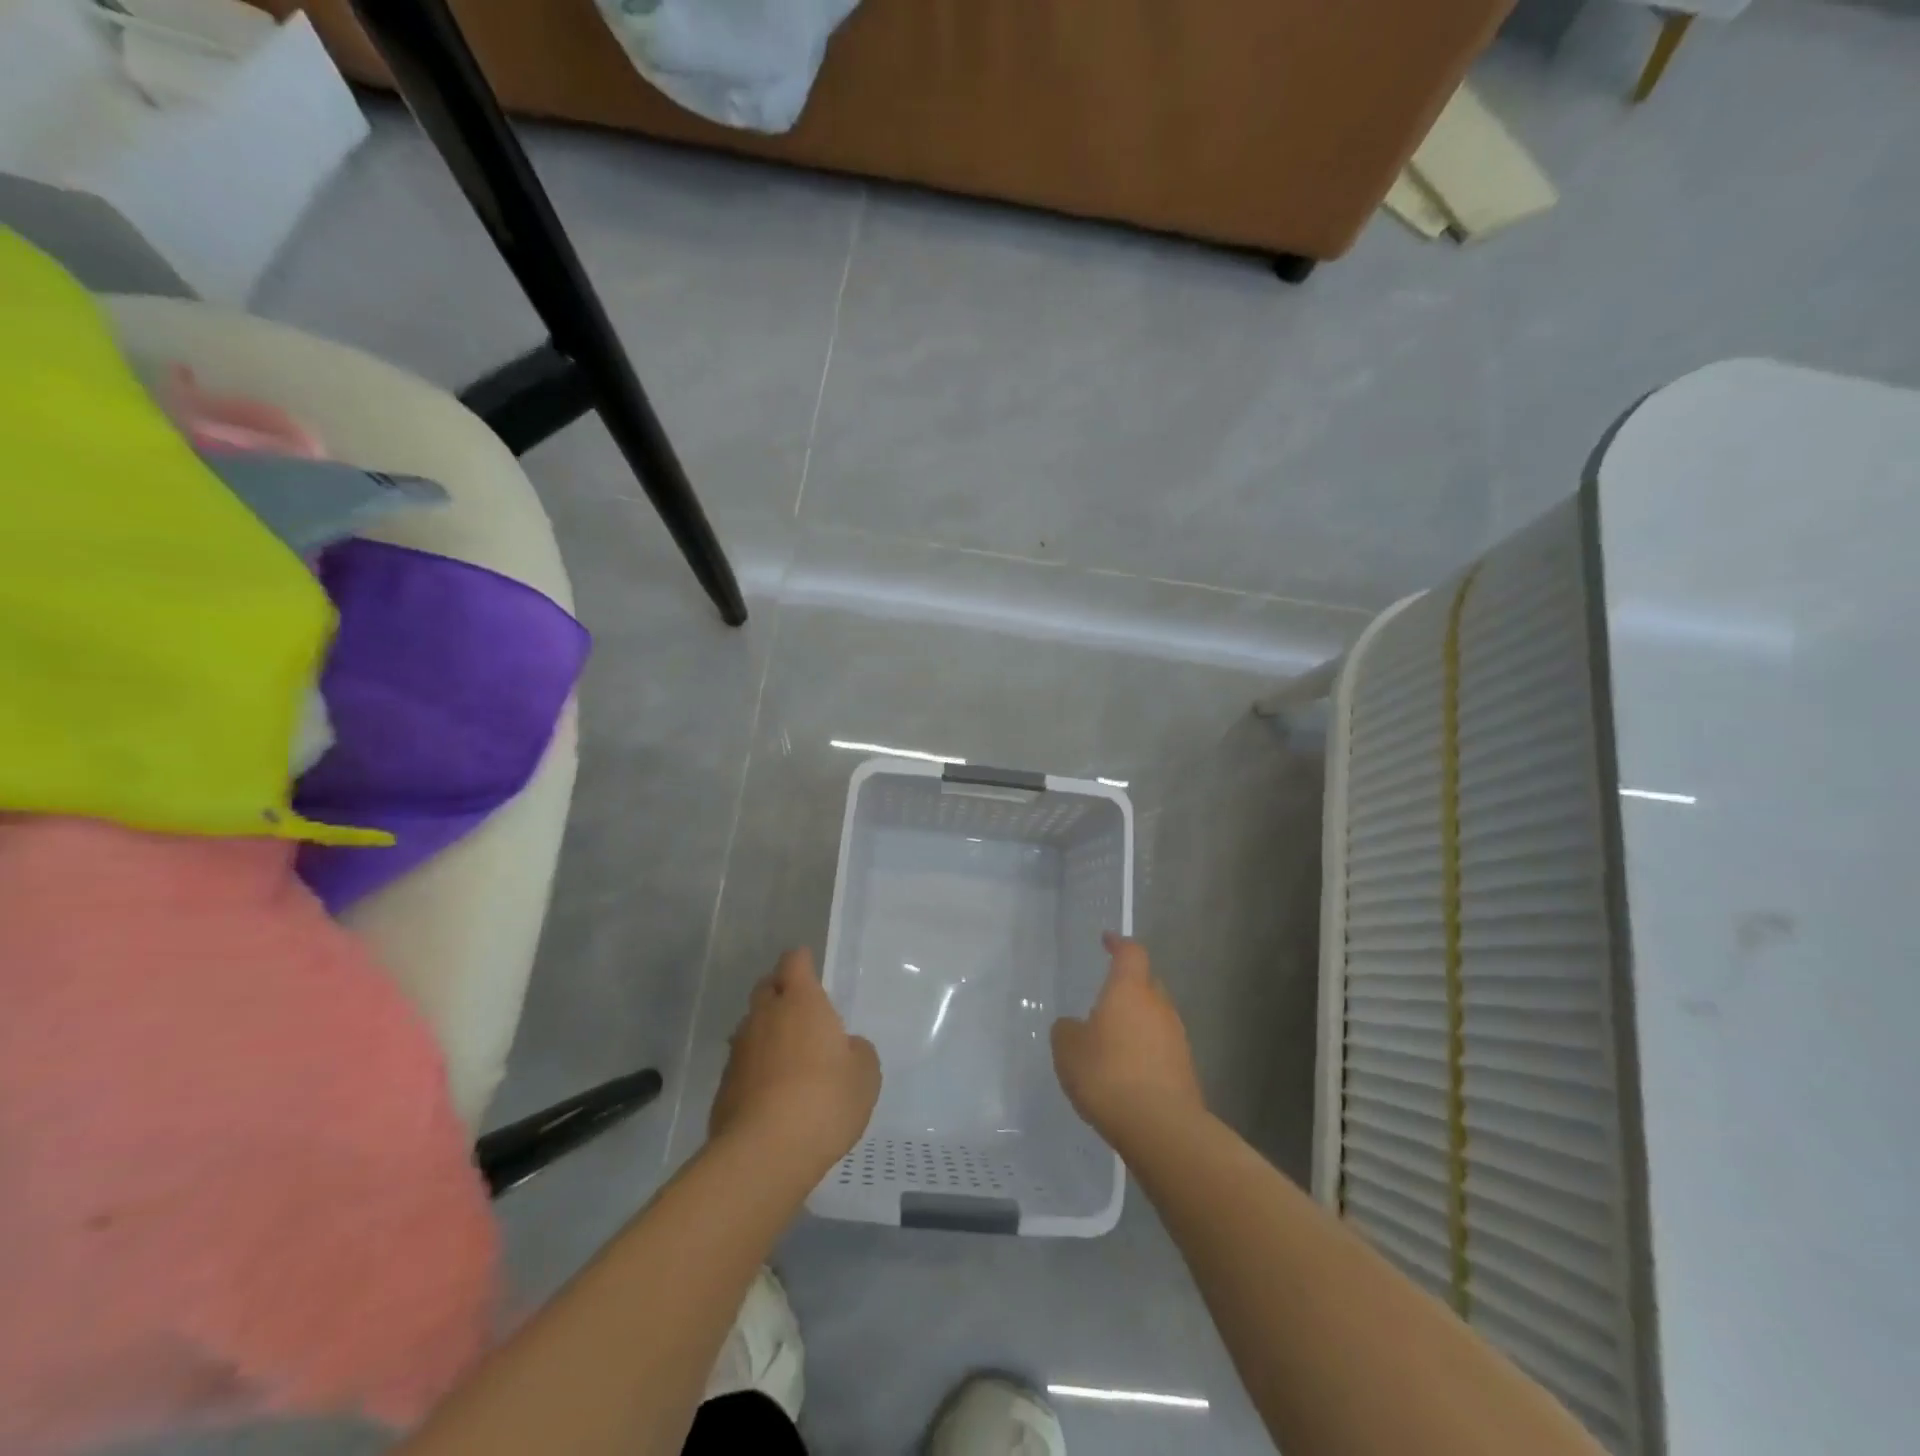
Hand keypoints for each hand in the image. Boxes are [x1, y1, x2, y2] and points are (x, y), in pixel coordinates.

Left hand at [710, 948, 881, 1173]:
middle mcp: (765, 1016)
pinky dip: (756, 1069)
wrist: (763, 1153)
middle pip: (766, 988)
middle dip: (780, 991)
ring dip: (767, 1032)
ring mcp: (739, 1051)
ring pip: (751, 1026)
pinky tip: (772, 1093)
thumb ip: (857, 1051)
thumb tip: (844, 1048)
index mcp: (801, 1002)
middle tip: (800, 1009)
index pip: (794, 962)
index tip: (810, 968)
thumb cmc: (824, 1100)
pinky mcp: (723, 1086)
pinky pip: (743, 1064)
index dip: (802, 962)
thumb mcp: (865, 1075)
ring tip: (788, 1055)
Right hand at [1051, 933, 1204, 1139]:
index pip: (1130, 953)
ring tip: (1113, 1043)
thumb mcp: (1068, 1050)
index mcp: (1129, 990)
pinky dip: (1146, 1051)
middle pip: (1146, 984)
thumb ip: (1067, 1030)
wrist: (1160, 1127)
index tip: (1107, 940)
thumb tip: (1074, 1026)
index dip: (1118, 944)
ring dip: (1137, 1023)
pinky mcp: (1186, 1069)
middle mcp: (1158, 1006)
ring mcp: (1177, 1037)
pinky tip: (1127, 1073)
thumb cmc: (1107, 1074)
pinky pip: (1161, 1047)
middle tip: (1105, 1001)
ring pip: (1155, 1017)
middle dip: (1128, 988)